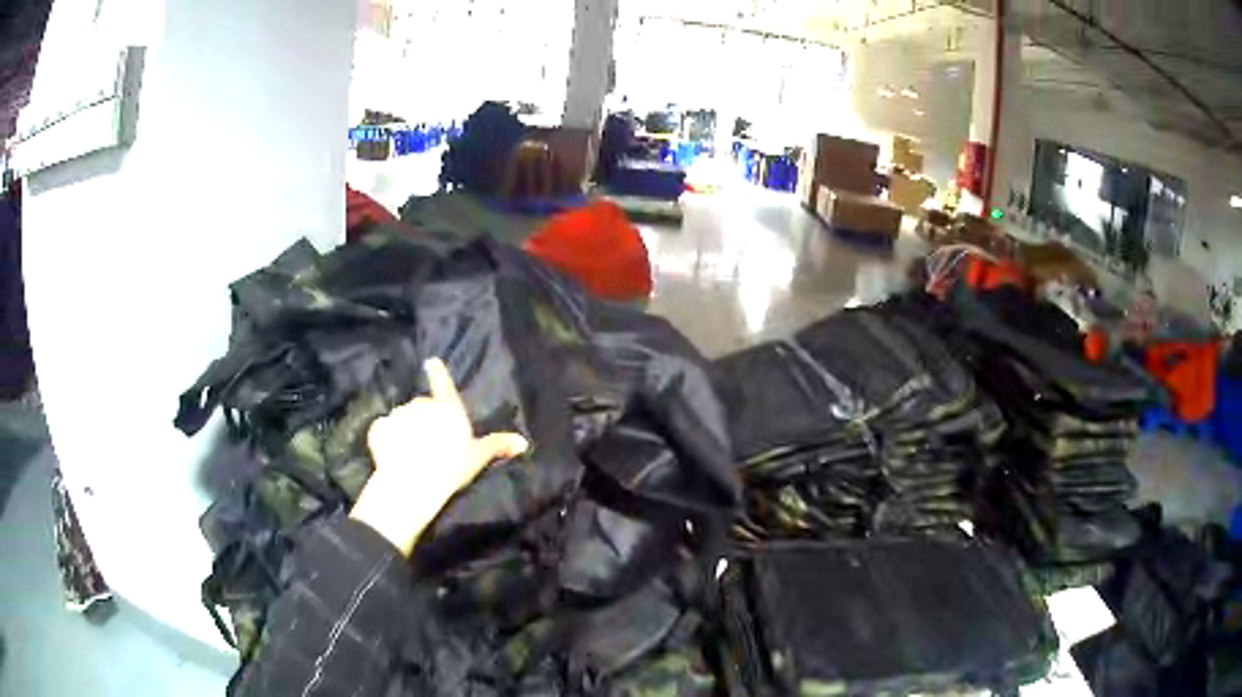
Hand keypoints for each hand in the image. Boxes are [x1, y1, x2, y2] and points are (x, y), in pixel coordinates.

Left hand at [349, 358, 528, 555]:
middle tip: (428, 442)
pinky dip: (386, 438)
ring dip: (405, 429)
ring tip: (409, 452)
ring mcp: (398, 414)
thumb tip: (524, 442)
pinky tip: (390, 455)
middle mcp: (422, 404)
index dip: (437, 372)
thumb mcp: (478, 457)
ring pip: (402, 418)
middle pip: (422, 406)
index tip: (431, 361)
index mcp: (447, 408)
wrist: (413, 482)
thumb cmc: (451, 467)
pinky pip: (383, 430)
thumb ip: (498, 445)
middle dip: (423, 419)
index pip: (442, 383)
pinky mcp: (379, 428)